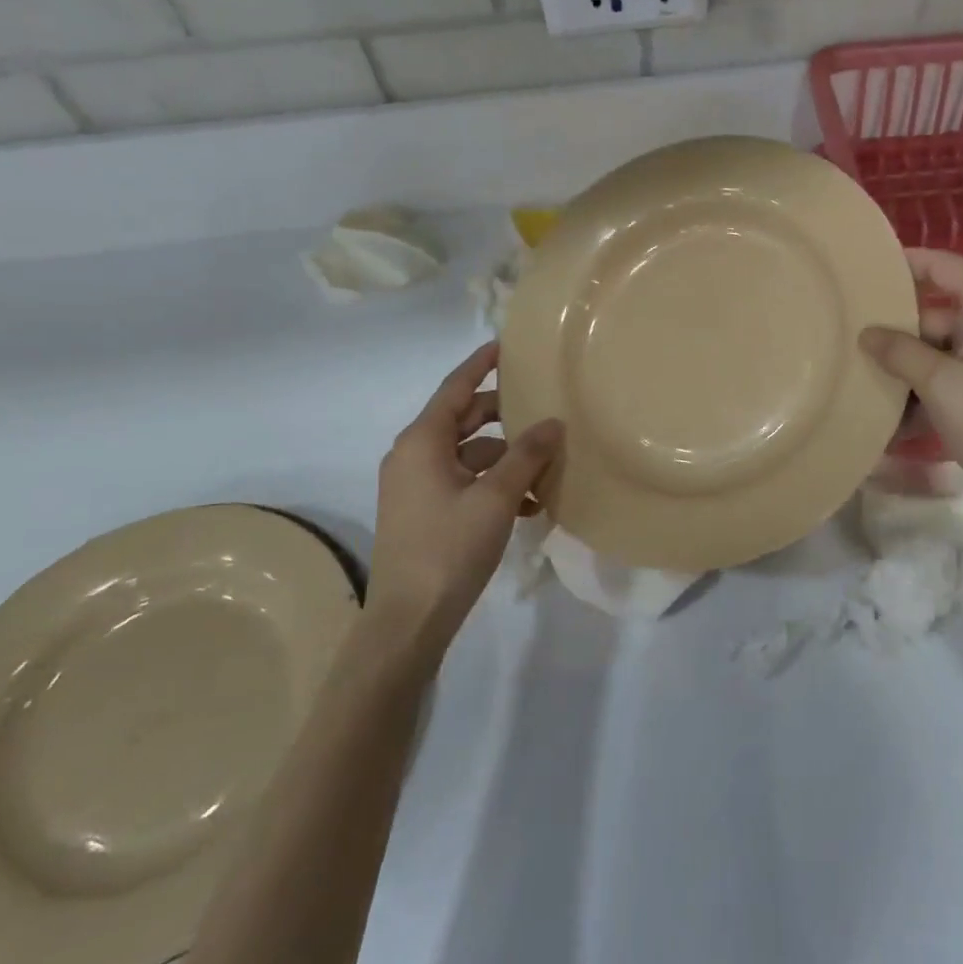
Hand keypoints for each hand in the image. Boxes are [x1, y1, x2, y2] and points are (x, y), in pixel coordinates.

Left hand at [367, 342, 563, 639]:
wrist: (409, 619)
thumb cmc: (449, 548)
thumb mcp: (496, 497)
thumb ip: (526, 455)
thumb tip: (553, 423)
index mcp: (422, 442)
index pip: (455, 388)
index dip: (481, 364)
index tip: (506, 345)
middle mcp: (414, 456)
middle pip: (464, 420)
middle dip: (504, 414)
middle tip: (542, 405)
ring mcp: (417, 486)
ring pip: (469, 454)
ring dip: (507, 457)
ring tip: (548, 466)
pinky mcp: (426, 512)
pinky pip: (465, 482)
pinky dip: (494, 484)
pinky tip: (530, 503)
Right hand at [860, 249, 962, 518]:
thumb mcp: (941, 386)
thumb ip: (900, 353)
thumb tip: (866, 333)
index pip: (942, 266)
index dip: (904, 263)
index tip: (862, 270)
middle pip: (935, 314)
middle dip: (894, 334)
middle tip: (846, 344)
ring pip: (940, 351)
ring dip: (906, 371)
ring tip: (860, 384)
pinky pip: (953, 377)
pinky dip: (926, 392)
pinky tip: (892, 421)